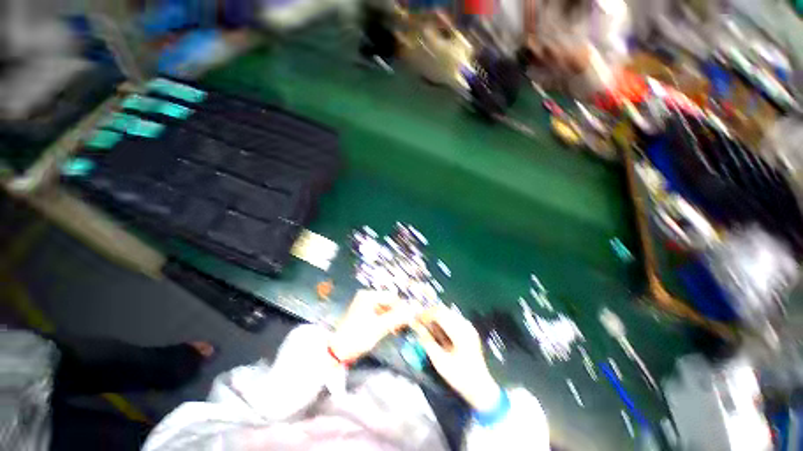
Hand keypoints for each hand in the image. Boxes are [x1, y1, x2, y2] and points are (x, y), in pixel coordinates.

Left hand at [329, 290, 413, 361]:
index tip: (411, 318)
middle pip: (388, 302)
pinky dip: (385, 320)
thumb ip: (397, 318)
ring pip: (384, 308)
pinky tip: (389, 329)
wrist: (337, 351)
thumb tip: (414, 310)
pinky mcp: (362, 312)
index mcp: (369, 296)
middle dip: (397, 313)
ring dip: (392, 317)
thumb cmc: (358, 337)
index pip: (392, 297)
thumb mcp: (379, 327)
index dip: (402, 307)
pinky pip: (378, 312)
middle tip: (404, 325)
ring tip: (397, 329)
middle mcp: (366, 296)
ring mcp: (363, 304)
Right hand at [412, 306, 501, 411]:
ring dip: (435, 317)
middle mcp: (465, 325)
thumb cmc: (459, 376)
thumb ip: (426, 341)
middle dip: (429, 314)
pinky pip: (452, 318)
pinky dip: (442, 321)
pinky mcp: (469, 330)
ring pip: (447, 313)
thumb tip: (416, 327)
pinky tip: (437, 330)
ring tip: (426, 326)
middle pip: (443, 310)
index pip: (438, 313)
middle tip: (418, 322)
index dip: (425, 314)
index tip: (415, 320)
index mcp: (459, 332)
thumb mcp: (439, 361)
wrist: (480, 387)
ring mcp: (468, 326)